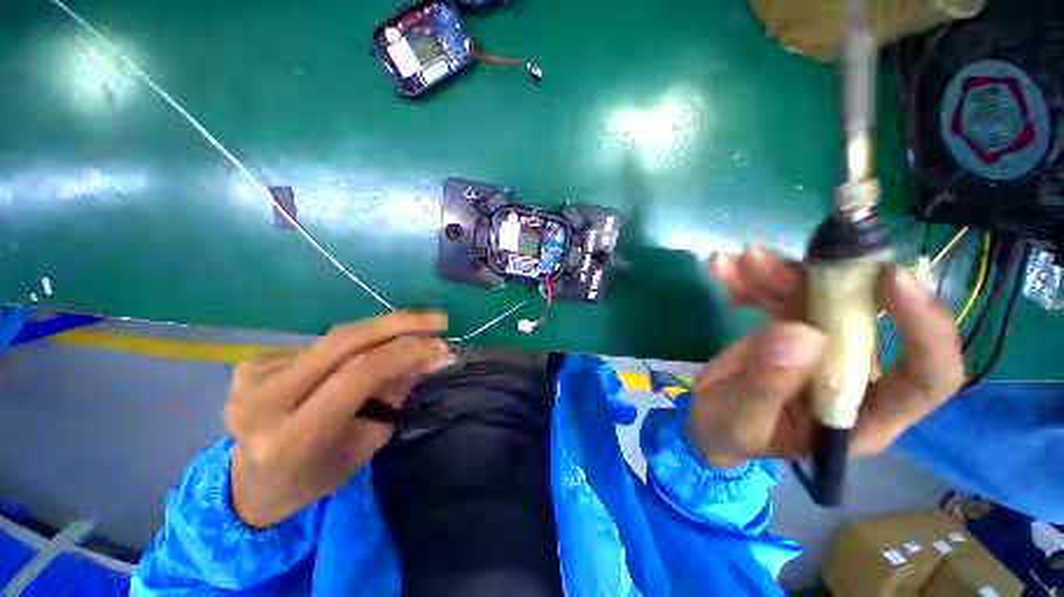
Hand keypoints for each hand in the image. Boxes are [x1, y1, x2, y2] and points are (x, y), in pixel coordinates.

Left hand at [224, 312, 448, 527]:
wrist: (252, 484)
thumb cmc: (318, 475)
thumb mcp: (367, 443)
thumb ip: (396, 394)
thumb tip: (432, 354)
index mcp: (293, 436)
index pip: (359, 374)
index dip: (405, 352)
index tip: (441, 346)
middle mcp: (265, 401)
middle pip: (344, 342)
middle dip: (398, 324)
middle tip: (435, 320)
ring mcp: (252, 378)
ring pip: (335, 338)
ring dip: (380, 332)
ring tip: (410, 334)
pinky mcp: (251, 364)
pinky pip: (320, 344)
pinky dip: (352, 345)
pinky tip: (359, 357)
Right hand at [686, 247, 963, 467]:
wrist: (708, 419)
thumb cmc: (729, 433)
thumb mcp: (743, 420)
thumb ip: (768, 385)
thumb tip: (800, 334)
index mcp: (861, 415)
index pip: (928, 376)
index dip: (926, 327)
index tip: (893, 279)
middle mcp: (855, 373)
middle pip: (862, 314)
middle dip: (818, 281)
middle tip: (764, 262)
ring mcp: (821, 346)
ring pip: (818, 295)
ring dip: (775, 273)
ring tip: (735, 263)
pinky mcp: (790, 328)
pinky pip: (779, 294)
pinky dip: (752, 280)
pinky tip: (725, 272)